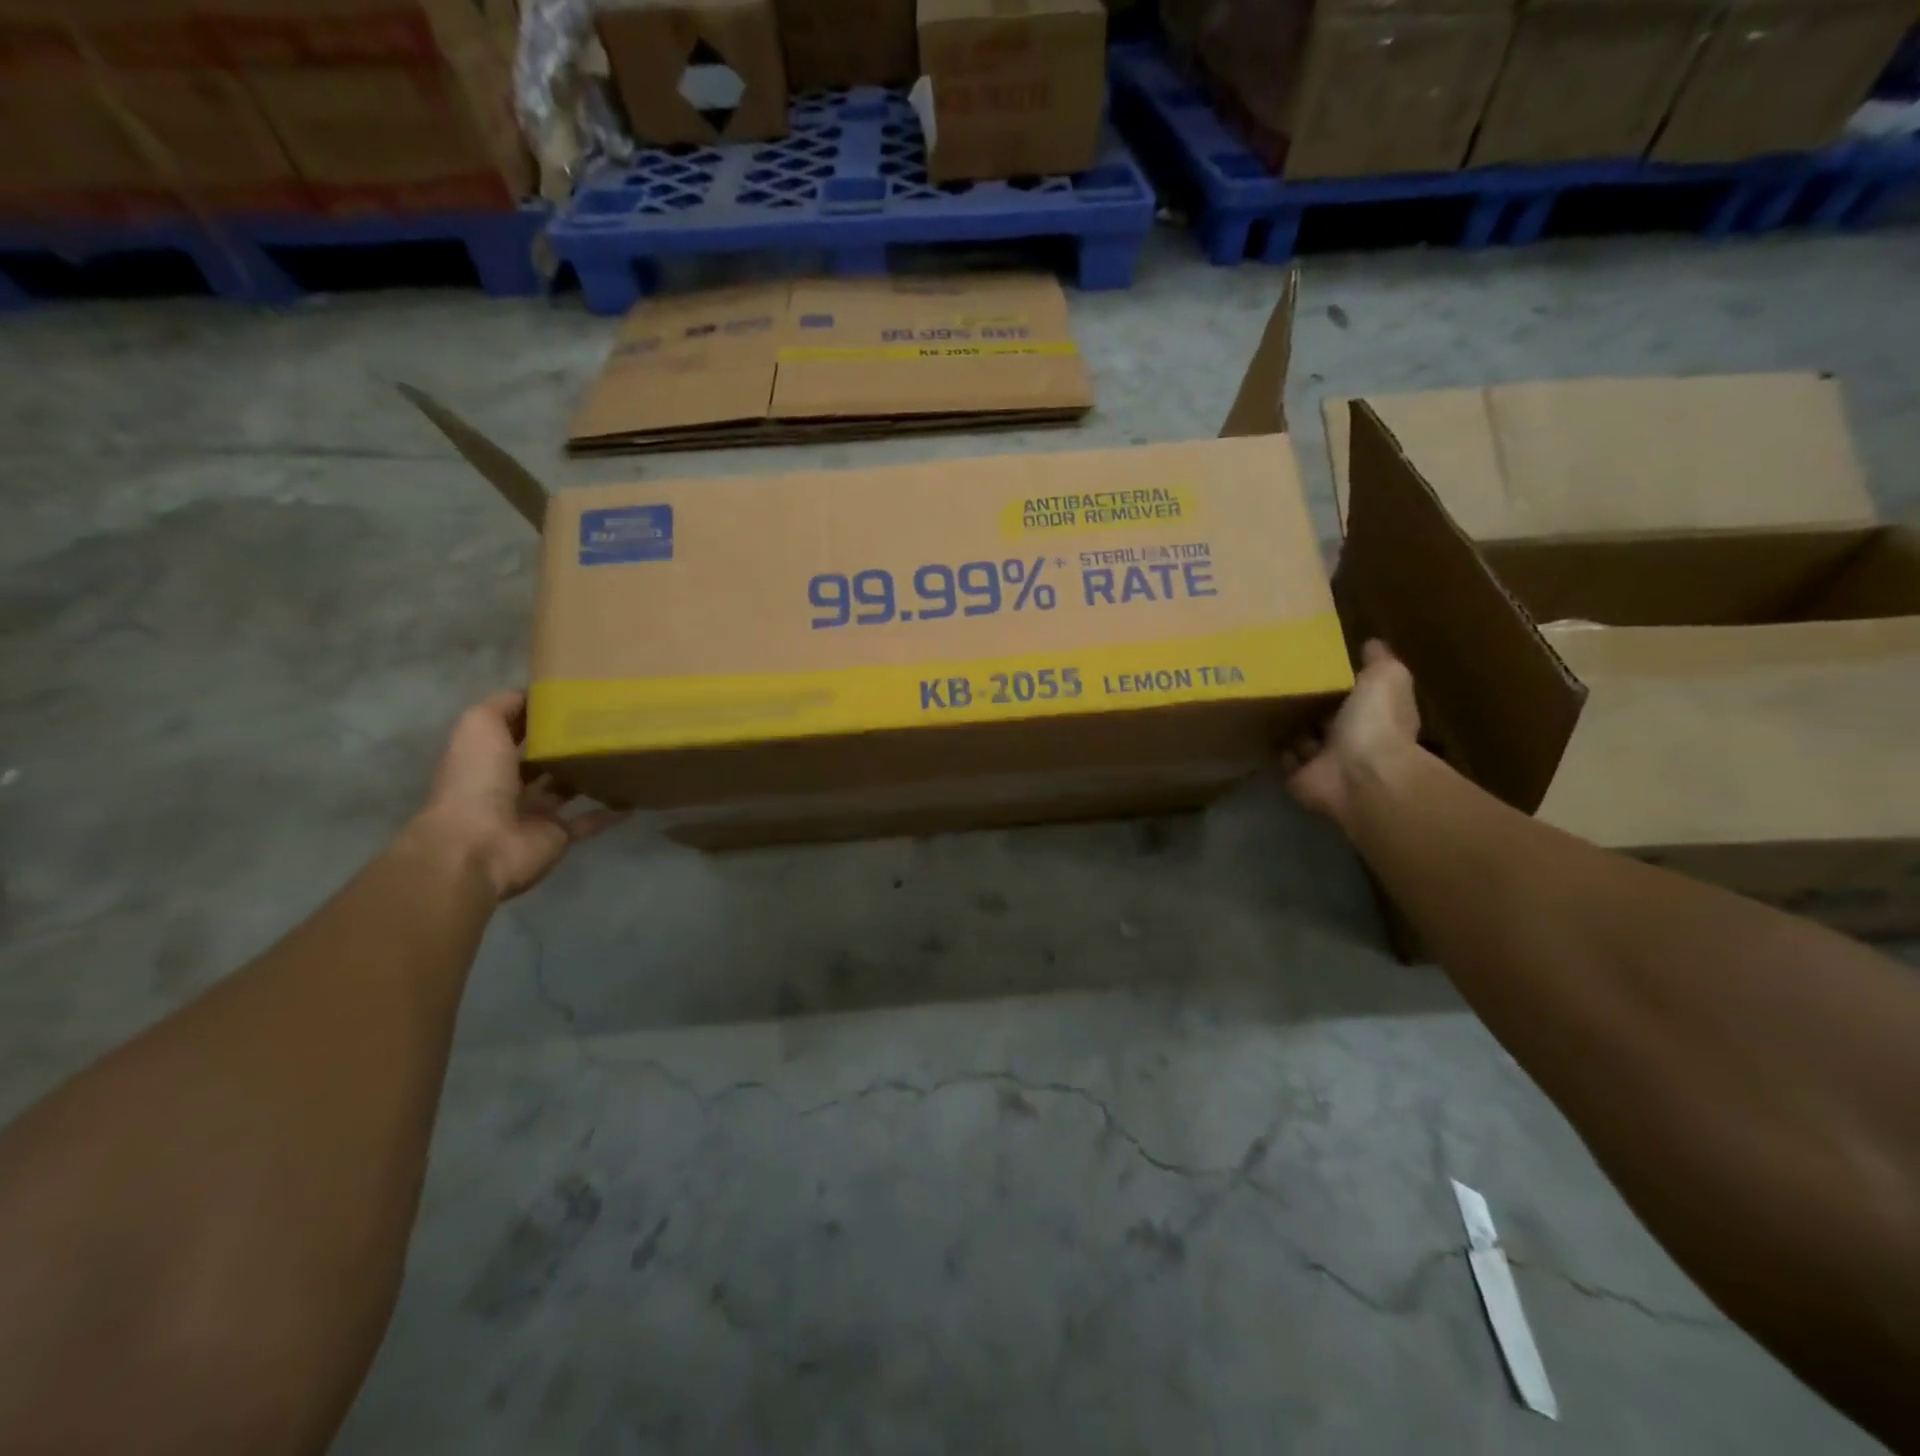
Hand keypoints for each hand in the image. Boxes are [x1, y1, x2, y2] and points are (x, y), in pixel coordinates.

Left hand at [415, 691, 625, 900]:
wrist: (480, 845)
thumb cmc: (477, 781)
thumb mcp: (479, 727)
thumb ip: (503, 706)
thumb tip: (533, 694)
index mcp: (485, 759)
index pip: (512, 732)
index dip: (535, 716)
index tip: (571, 699)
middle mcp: (507, 786)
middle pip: (540, 761)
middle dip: (565, 745)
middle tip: (605, 724)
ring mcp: (534, 813)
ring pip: (566, 789)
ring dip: (588, 775)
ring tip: (622, 753)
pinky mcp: (558, 835)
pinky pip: (589, 821)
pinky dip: (610, 812)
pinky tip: (634, 797)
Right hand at [1282, 640, 1420, 827]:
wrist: (1360, 773)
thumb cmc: (1377, 722)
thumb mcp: (1385, 678)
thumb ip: (1378, 661)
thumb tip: (1372, 643)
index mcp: (1375, 716)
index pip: (1357, 698)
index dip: (1342, 685)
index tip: (1319, 667)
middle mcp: (1352, 740)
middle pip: (1329, 721)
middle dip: (1312, 708)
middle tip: (1284, 685)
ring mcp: (1326, 763)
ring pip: (1306, 742)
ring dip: (1293, 730)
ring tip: (1268, 707)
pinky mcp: (1301, 779)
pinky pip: (1288, 762)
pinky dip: (1279, 752)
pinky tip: (1263, 733)